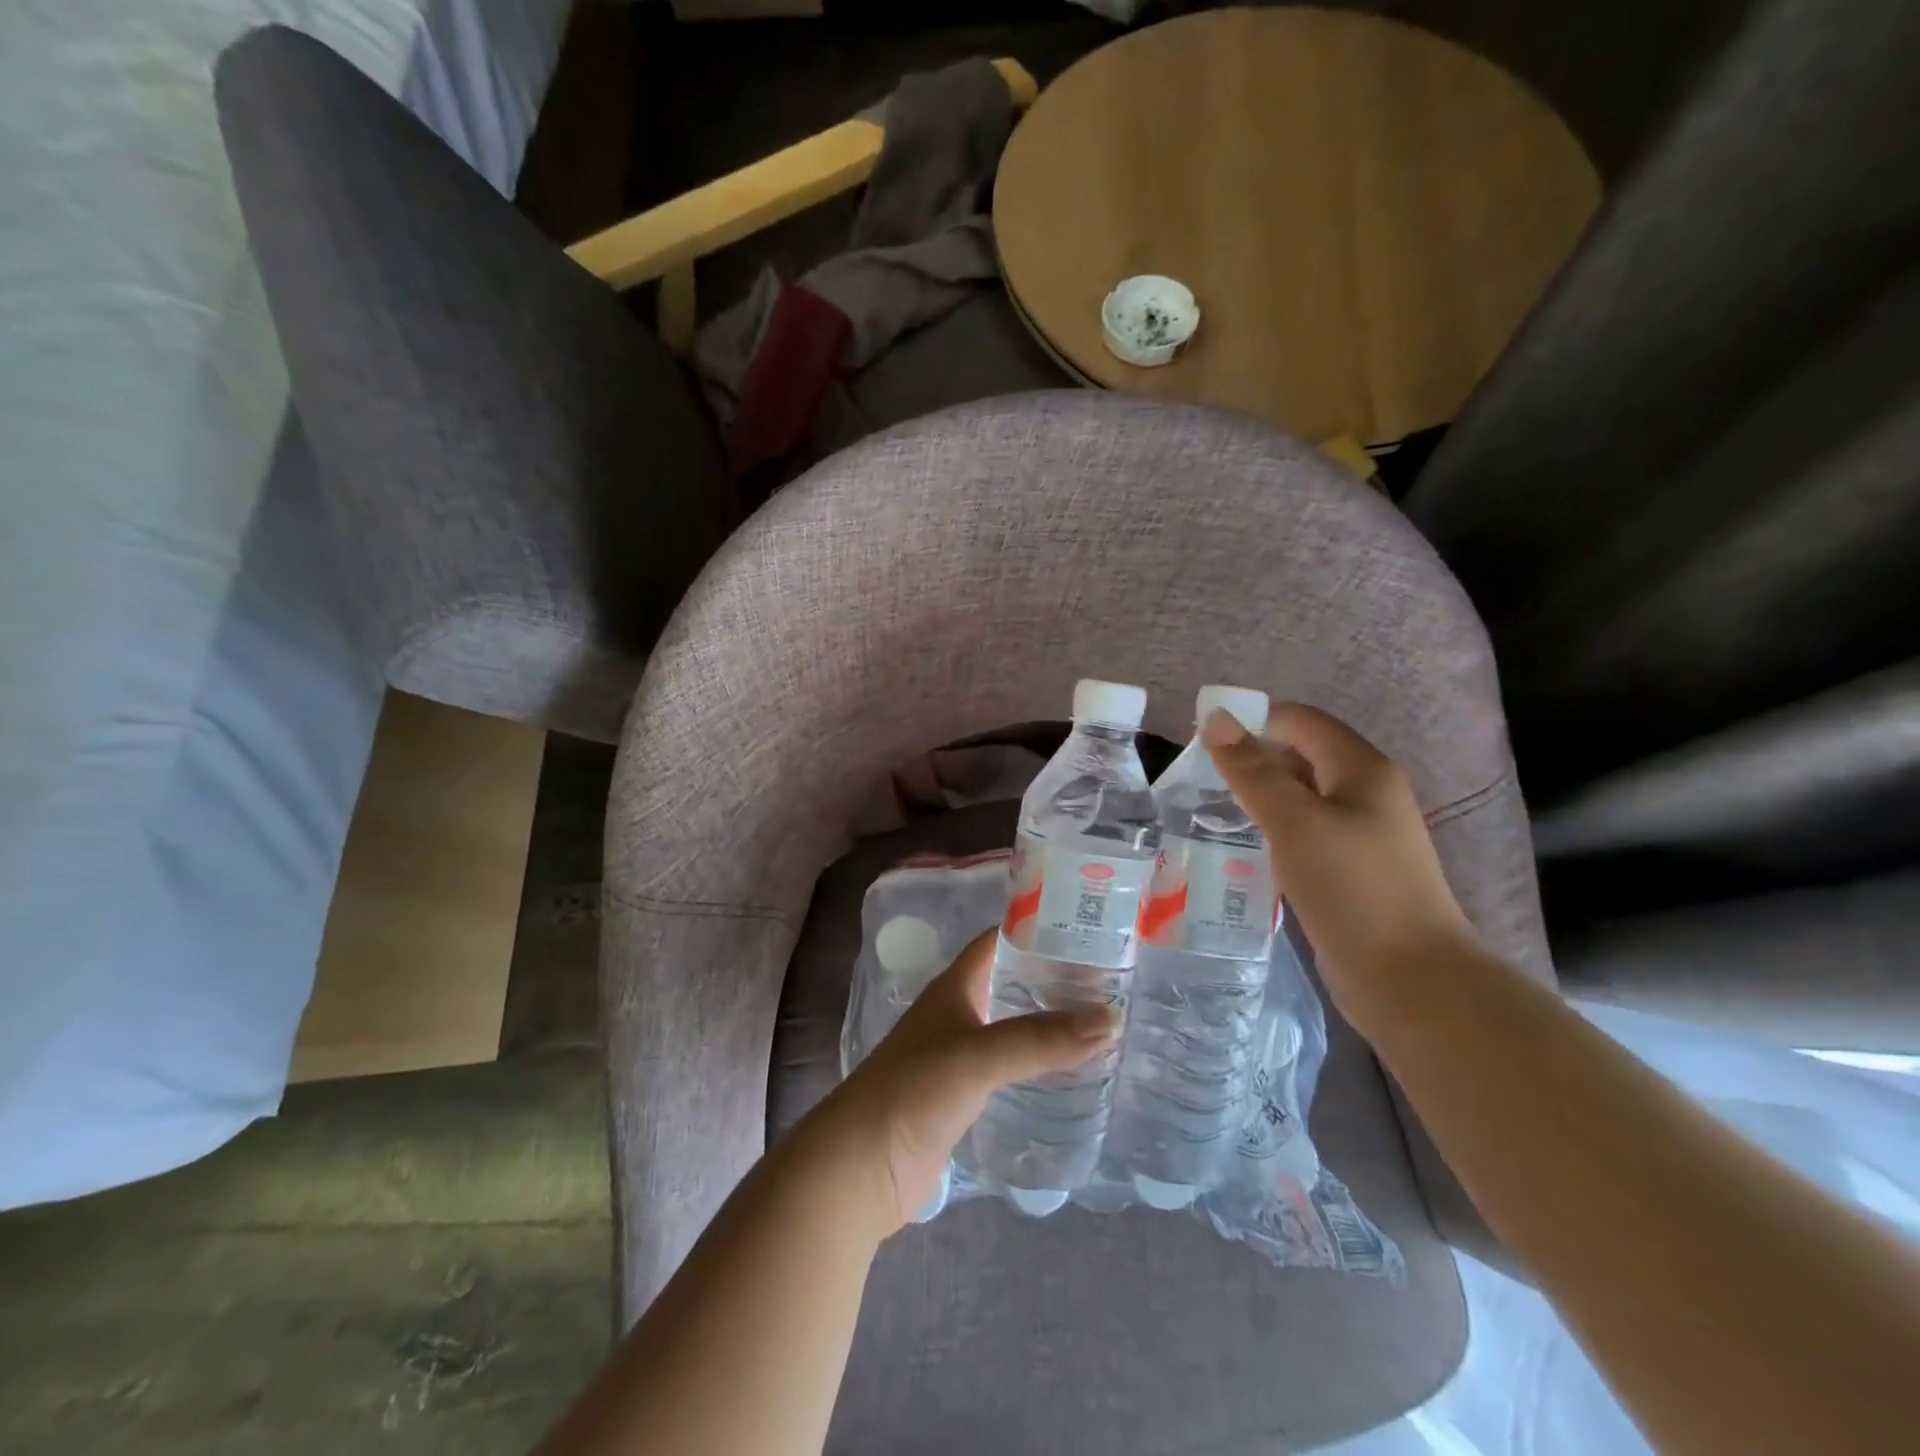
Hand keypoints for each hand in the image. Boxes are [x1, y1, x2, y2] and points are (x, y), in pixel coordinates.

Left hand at [815, 929, 1119, 1235]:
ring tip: (1101, 1023)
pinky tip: (1070, 1074)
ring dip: (1047, 1024)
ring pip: (1010, 1028)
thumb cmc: (914, 1091)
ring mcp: (957, 1057)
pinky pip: (1007, 1070)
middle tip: (1109, 981)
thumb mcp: (979, 1055)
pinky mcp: (961, 1098)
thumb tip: (1112, 1018)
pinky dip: (1036, 1065)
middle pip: (1008, 983)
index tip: (1086, 929)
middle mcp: (955, 1014)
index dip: (1035, 929)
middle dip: (1051, 979)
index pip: (997, 941)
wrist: (861, 1167)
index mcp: (953, 988)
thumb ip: (1040, 1038)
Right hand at [1202, 703, 1477, 1019]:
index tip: (1203, 742)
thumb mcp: (1293, 822)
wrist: (1409, 978)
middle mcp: (1366, 792)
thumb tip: (1216, 717)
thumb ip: (1252, 770)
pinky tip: (1246, 847)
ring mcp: (1362, 833)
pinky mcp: (1352, 868)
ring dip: (1260, 797)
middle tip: (1199, 779)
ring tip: (1212, 810)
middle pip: (1301, 755)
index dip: (1253, 721)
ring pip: (1301, 797)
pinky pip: (1305, 832)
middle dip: (1252, 759)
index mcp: (1362, 768)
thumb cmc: (1352, 888)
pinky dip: (1274, 830)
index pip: (1300, 721)